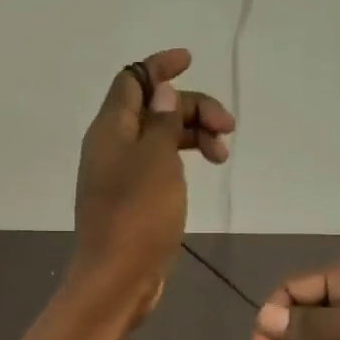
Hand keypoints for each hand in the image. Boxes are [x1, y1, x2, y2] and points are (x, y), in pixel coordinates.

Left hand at [72, 48, 232, 312]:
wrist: (117, 279)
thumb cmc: (138, 216)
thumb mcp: (156, 160)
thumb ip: (161, 121)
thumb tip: (161, 89)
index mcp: (110, 129)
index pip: (132, 81)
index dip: (159, 66)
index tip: (191, 60)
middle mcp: (112, 146)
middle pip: (153, 108)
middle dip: (192, 108)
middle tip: (228, 127)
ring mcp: (122, 174)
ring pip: (160, 137)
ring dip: (193, 135)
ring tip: (223, 155)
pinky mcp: (134, 199)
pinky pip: (159, 164)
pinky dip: (182, 159)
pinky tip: (204, 169)